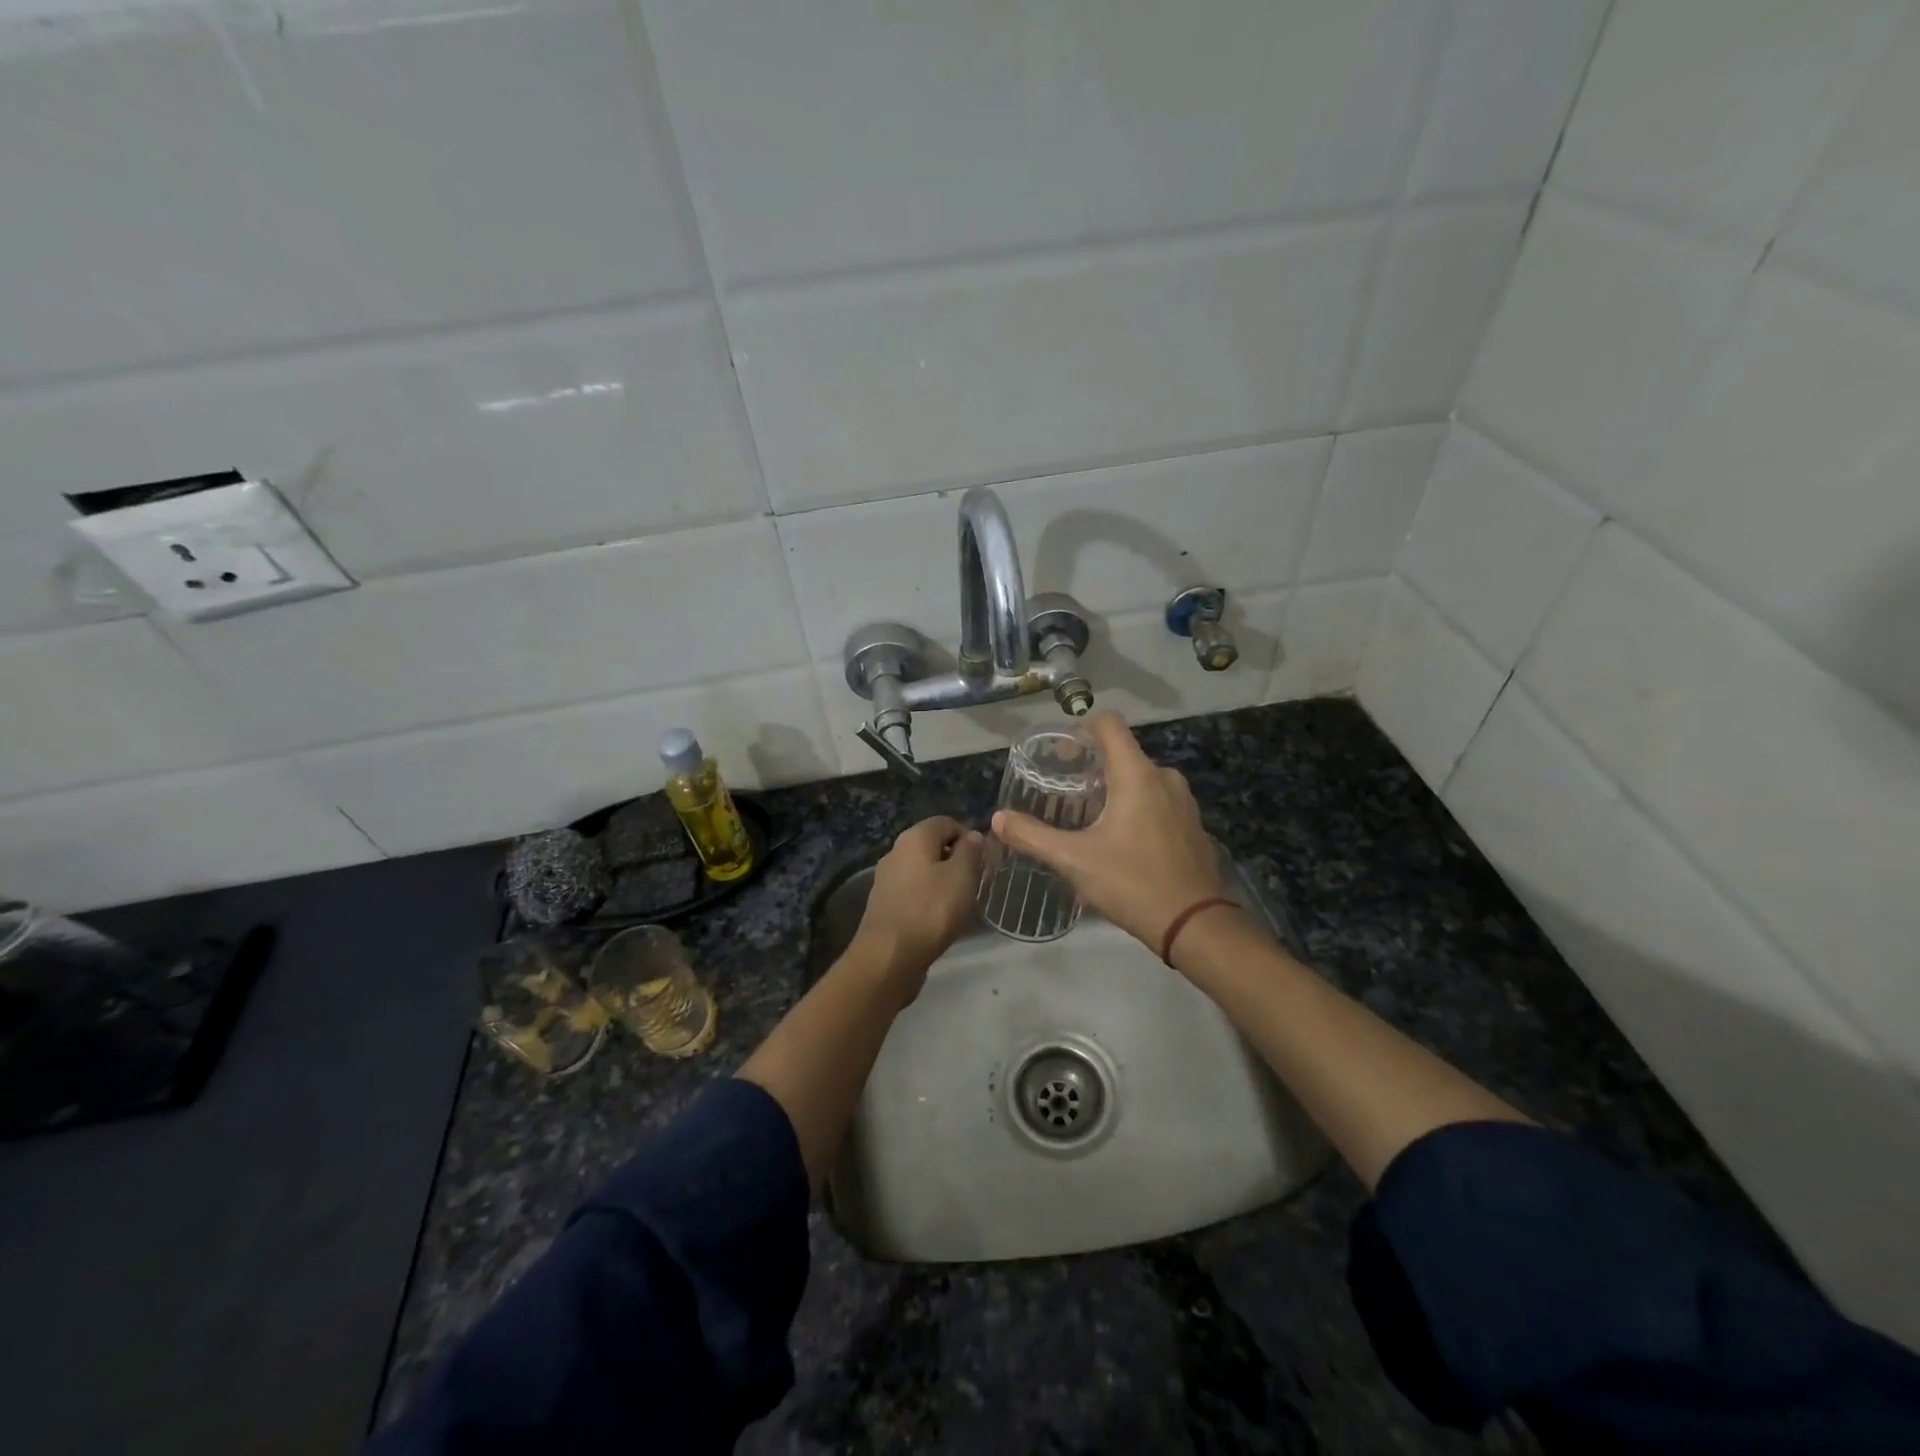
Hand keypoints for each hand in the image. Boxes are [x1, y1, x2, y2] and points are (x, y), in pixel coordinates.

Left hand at [853, 816, 984, 987]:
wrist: (889, 956)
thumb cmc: (931, 910)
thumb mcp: (963, 876)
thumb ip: (971, 851)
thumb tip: (972, 836)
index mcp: (914, 837)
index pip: (947, 822)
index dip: (970, 837)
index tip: (985, 862)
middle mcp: (896, 851)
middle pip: (933, 846)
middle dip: (957, 861)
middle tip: (975, 883)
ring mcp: (887, 879)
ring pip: (923, 870)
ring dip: (943, 882)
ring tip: (960, 904)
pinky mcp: (885, 904)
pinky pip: (913, 892)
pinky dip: (929, 899)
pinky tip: (939, 919)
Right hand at [992, 712, 1223, 954]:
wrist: (1194, 925)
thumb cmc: (1132, 883)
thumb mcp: (1074, 860)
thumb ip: (1032, 836)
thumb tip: (999, 819)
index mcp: (1137, 775)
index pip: (1109, 724)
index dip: (1082, 729)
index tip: (1061, 755)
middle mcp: (1164, 778)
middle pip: (1123, 753)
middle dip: (1093, 767)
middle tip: (1066, 793)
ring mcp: (1184, 802)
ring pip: (1142, 780)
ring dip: (1115, 790)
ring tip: (1090, 819)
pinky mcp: (1193, 826)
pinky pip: (1159, 802)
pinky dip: (1137, 809)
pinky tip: (1122, 842)